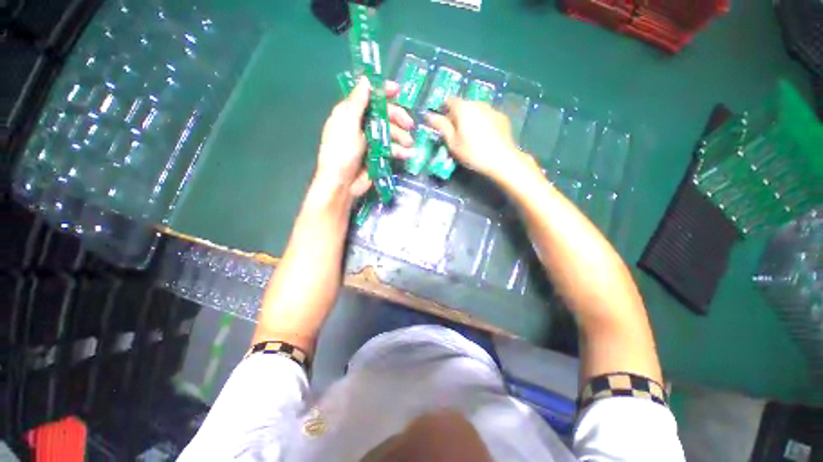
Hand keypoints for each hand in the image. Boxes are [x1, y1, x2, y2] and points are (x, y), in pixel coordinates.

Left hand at [315, 77, 413, 199]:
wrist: (342, 184)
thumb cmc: (341, 152)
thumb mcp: (347, 124)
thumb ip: (357, 102)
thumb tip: (365, 79)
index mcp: (351, 114)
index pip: (368, 96)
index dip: (383, 92)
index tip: (399, 91)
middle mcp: (361, 125)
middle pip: (383, 114)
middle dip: (398, 117)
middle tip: (410, 124)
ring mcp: (370, 142)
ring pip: (390, 132)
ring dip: (401, 136)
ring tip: (409, 143)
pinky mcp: (377, 156)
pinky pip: (391, 149)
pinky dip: (400, 151)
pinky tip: (408, 154)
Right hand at [426, 98, 524, 178]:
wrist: (502, 159)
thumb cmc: (472, 152)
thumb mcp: (452, 143)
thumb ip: (441, 126)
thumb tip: (429, 115)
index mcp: (463, 108)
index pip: (449, 100)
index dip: (444, 110)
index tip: (443, 124)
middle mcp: (478, 103)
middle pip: (463, 105)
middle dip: (457, 116)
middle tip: (456, 134)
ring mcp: (492, 109)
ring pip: (476, 110)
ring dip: (470, 119)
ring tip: (471, 137)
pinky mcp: (502, 117)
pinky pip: (487, 116)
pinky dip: (483, 123)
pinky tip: (484, 137)